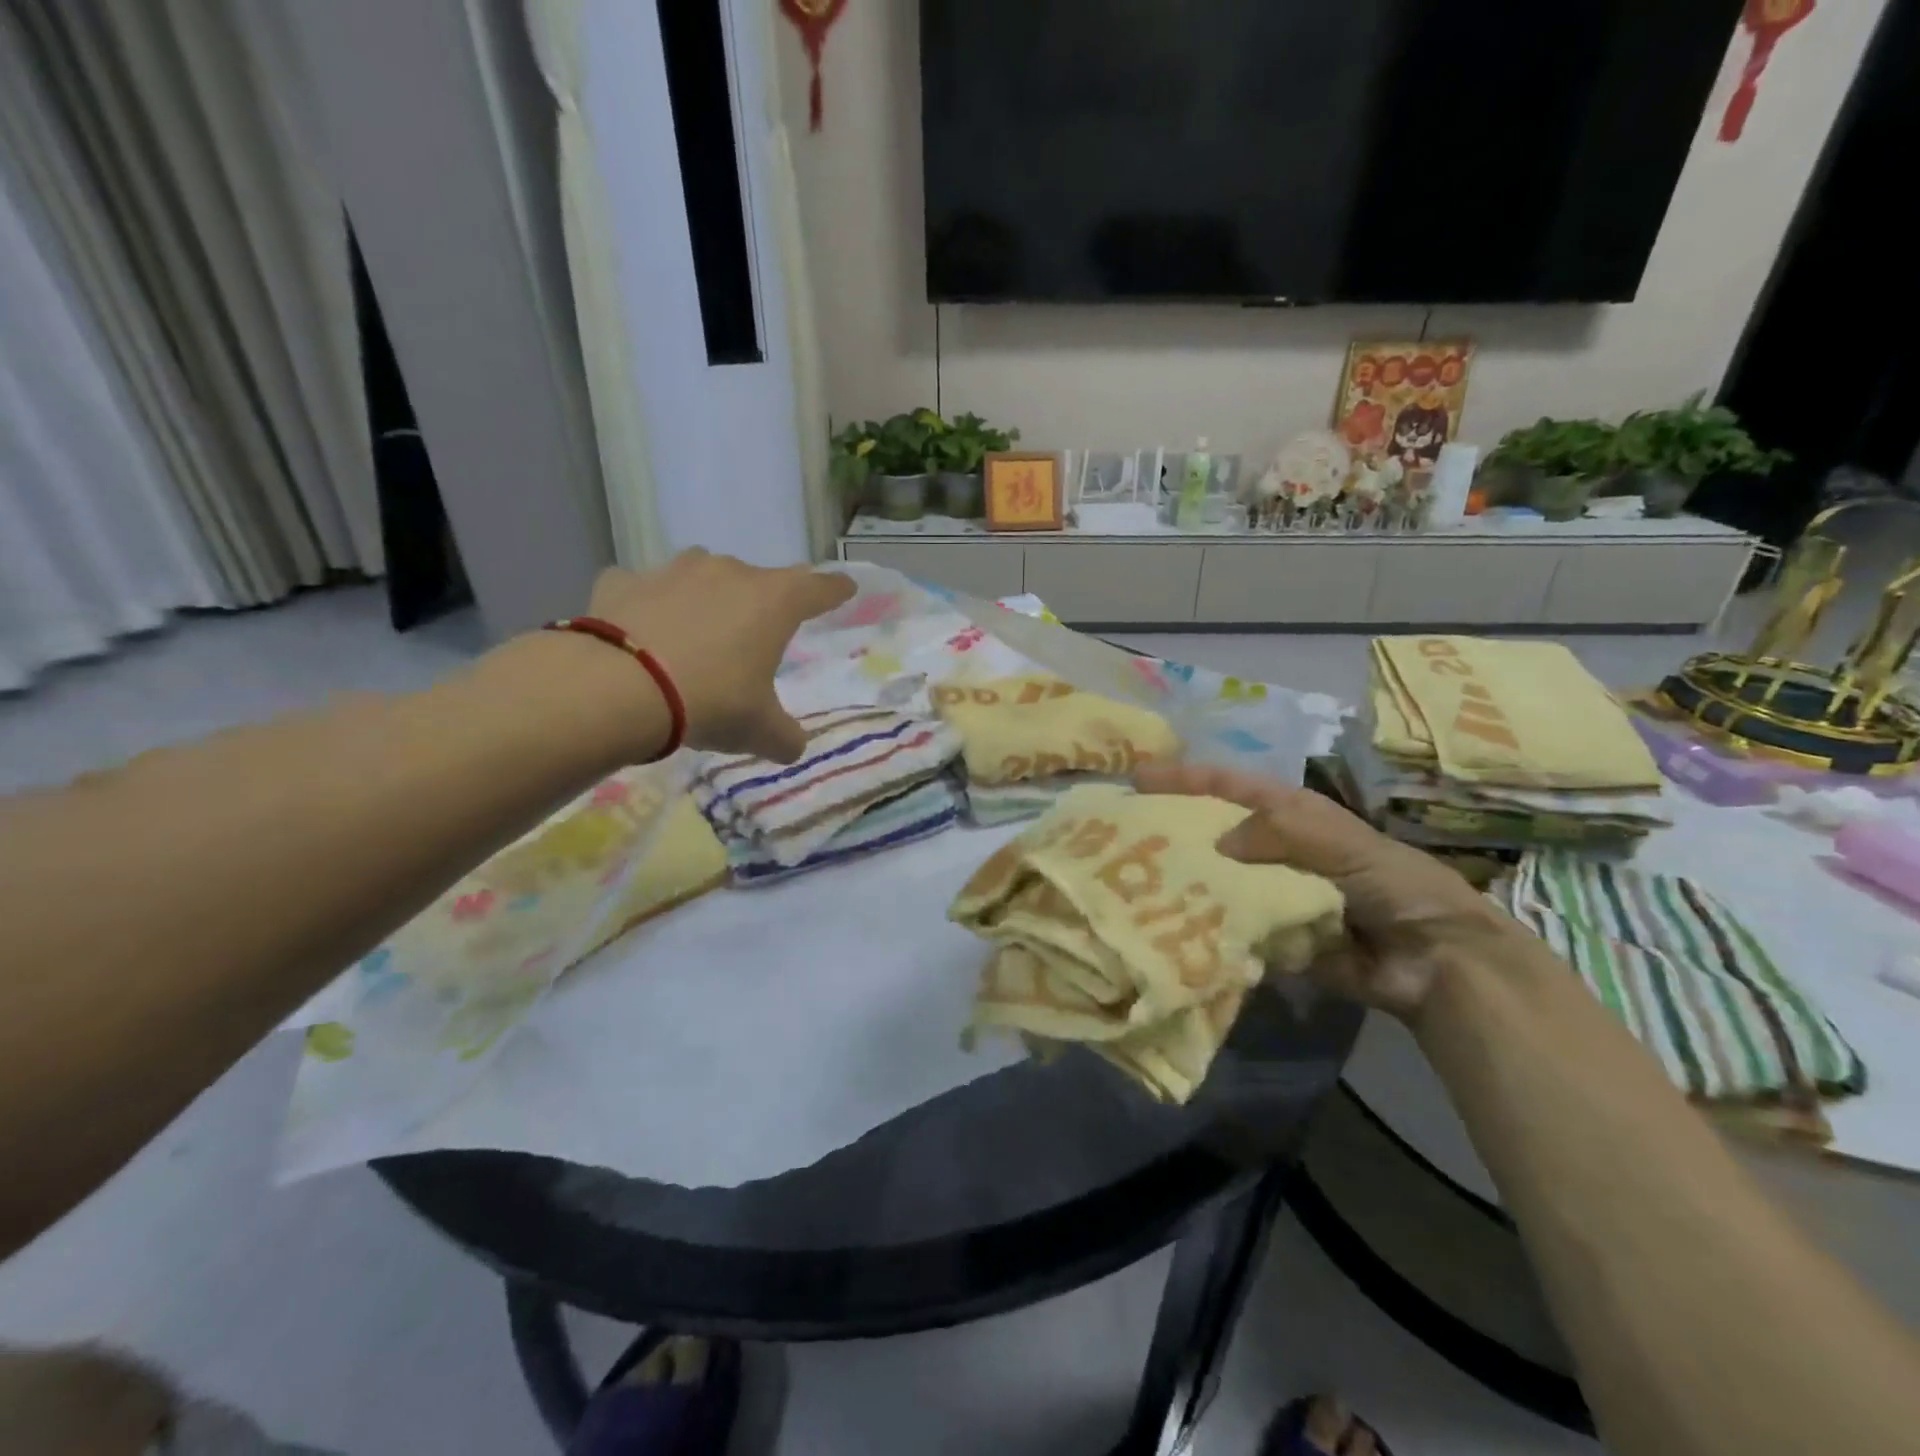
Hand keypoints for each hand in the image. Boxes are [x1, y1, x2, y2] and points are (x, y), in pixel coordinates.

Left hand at [587, 551, 854, 762]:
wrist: (617, 689)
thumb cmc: (710, 702)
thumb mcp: (759, 731)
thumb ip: (785, 737)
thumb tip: (793, 745)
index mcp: (773, 602)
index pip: (818, 588)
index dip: (835, 590)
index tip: (846, 588)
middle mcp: (728, 574)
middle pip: (758, 580)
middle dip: (763, 602)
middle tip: (758, 631)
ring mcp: (673, 572)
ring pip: (702, 574)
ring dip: (707, 596)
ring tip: (699, 628)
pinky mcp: (622, 582)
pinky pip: (643, 589)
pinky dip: (647, 604)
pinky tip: (641, 629)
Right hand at [1135, 762, 1513, 1019]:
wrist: (1434, 958)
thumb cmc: (1390, 882)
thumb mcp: (1337, 841)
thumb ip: (1277, 832)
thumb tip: (1215, 846)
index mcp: (1287, 814)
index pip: (1225, 786)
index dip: (1182, 778)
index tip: (1136, 778)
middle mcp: (1271, 849)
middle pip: (1211, 833)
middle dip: (1171, 832)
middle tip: (1122, 838)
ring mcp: (1268, 894)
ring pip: (1214, 882)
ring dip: (1183, 884)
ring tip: (1133, 887)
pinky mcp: (1270, 936)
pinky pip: (1230, 928)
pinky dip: (1207, 929)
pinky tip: (1171, 932)